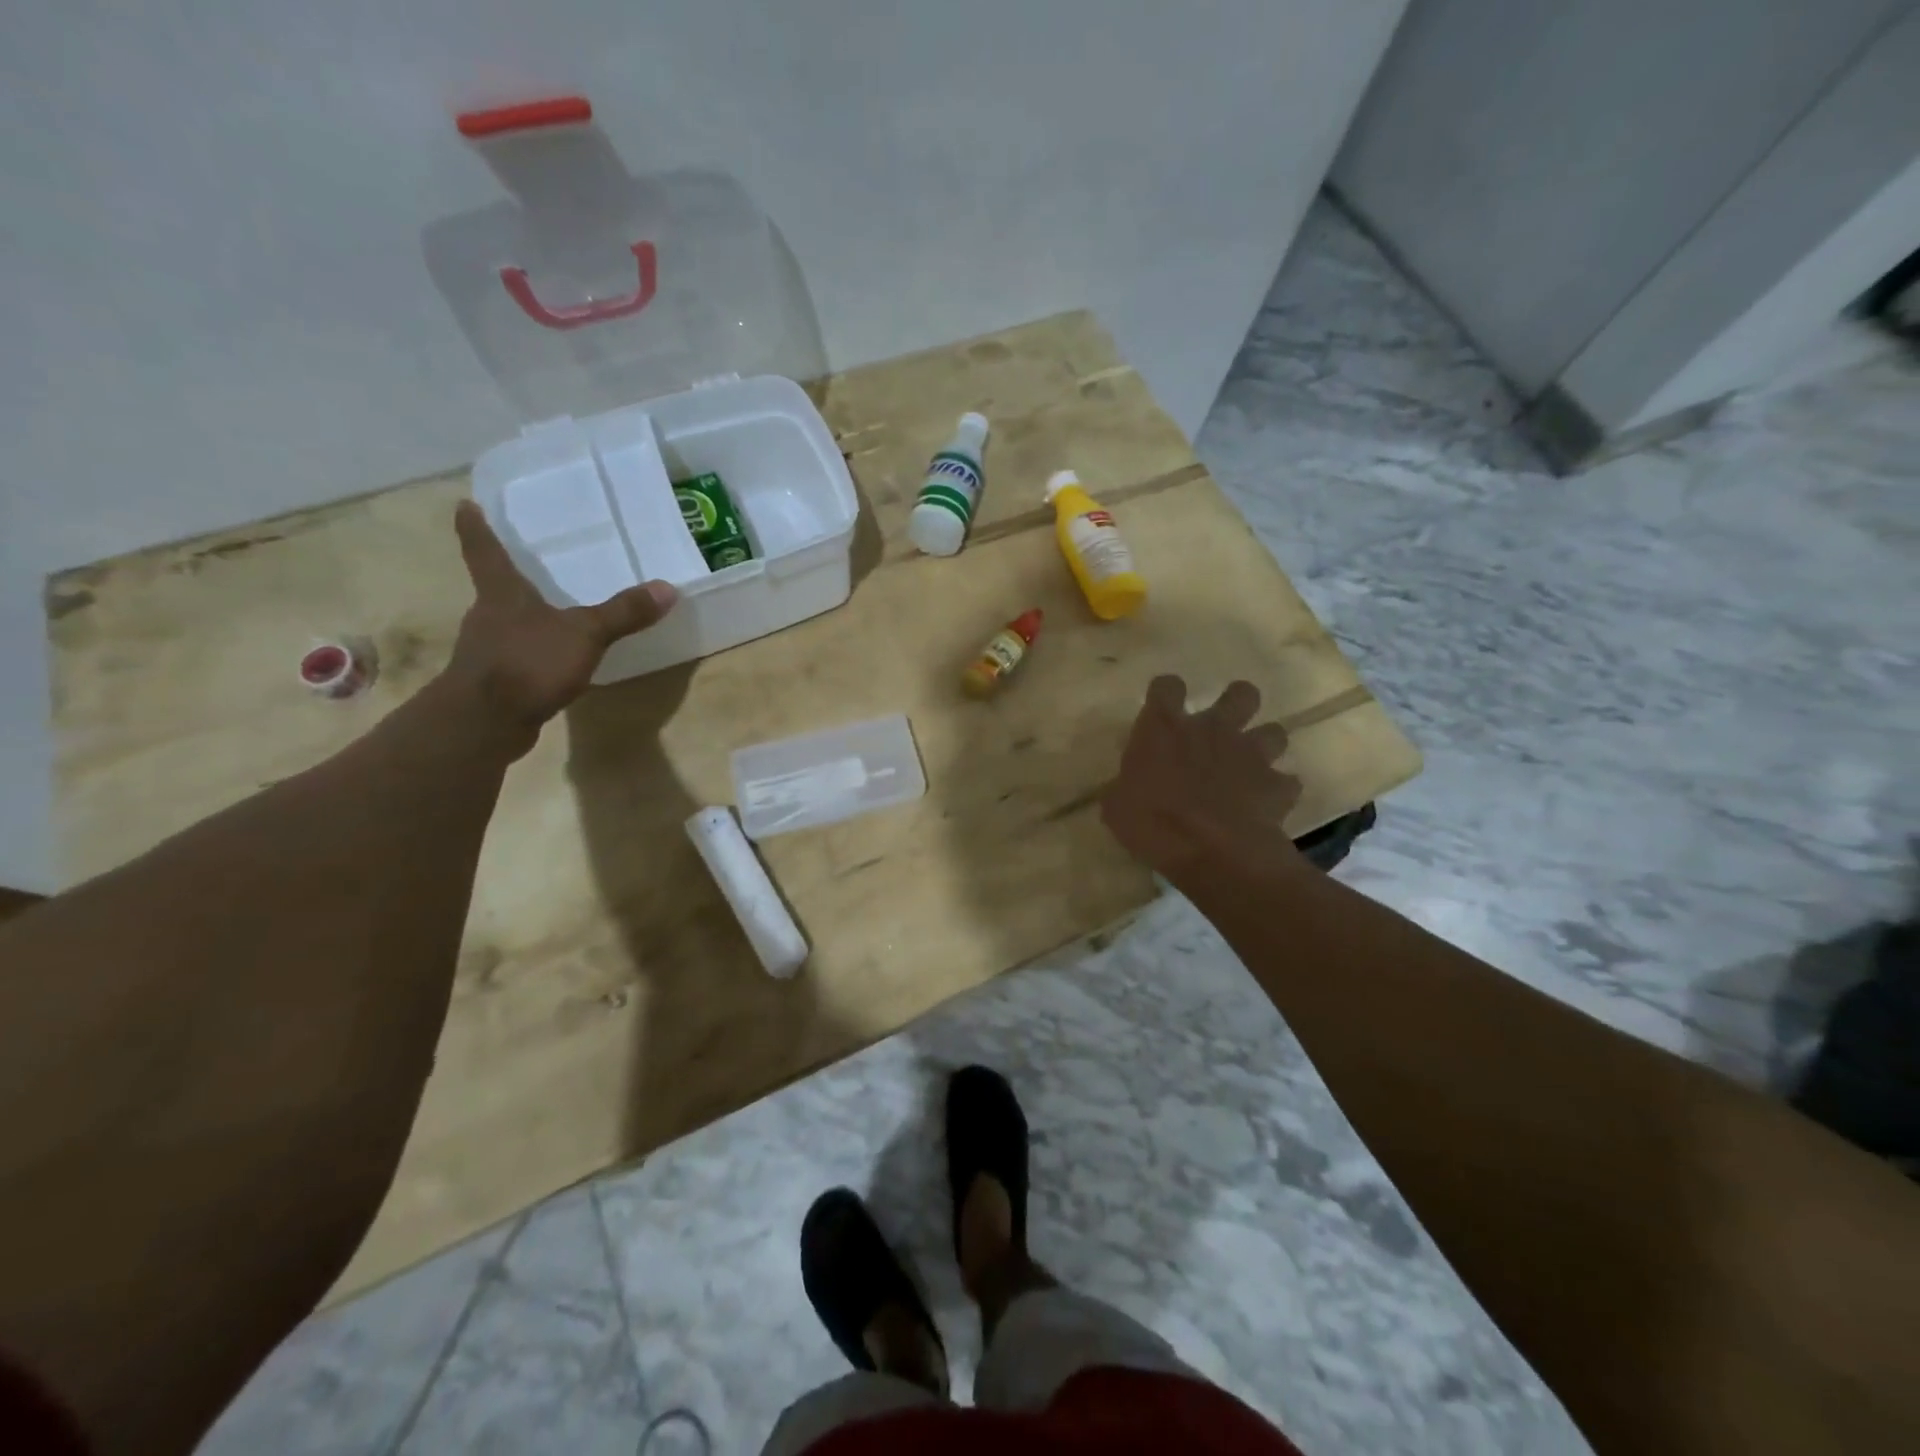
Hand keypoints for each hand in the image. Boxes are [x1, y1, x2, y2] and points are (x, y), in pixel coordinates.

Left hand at [446, 501, 677, 745]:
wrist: (484, 722)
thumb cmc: (527, 663)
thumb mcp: (585, 635)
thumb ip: (624, 613)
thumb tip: (667, 588)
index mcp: (502, 594)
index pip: (484, 551)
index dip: (476, 527)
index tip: (465, 505)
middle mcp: (487, 616)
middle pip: (496, 588)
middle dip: (510, 578)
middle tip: (526, 563)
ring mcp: (486, 651)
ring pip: (506, 624)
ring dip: (523, 619)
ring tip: (549, 615)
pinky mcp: (494, 682)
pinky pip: (517, 657)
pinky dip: (532, 654)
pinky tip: (551, 662)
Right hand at [1102, 676, 1303, 884]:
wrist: (1213, 851)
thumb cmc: (1153, 822)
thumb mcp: (1116, 806)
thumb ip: (1124, 788)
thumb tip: (1121, 789)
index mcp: (1165, 728)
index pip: (1166, 687)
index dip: (1166, 693)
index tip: (1163, 708)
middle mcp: (1212, 729)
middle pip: (1240, 694)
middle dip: (1237, 703)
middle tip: (1224, 725)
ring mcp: (1251, 754)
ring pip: (1274, 731)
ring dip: (1263, 746)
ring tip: (1250, 767)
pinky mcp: (1277, 785)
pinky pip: (1286, 782)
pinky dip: (1278, 791)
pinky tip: (1266, 805)